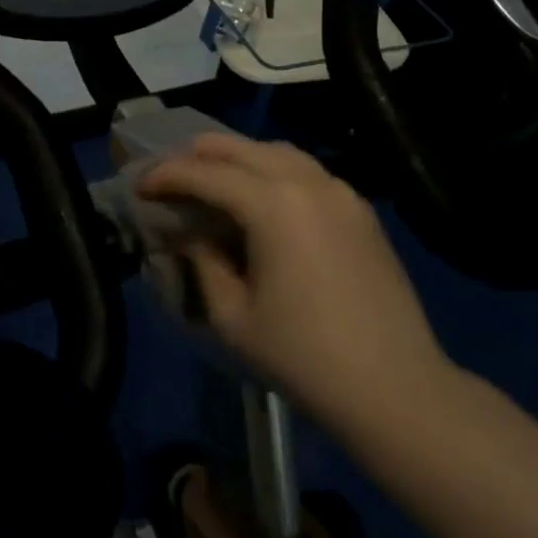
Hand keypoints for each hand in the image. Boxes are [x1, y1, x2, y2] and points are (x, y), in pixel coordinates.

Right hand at [139, 134, 454, 434]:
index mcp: (273, 204)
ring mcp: (340, 192)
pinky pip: (307, 171)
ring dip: (238, 158)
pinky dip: (273, 171)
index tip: (139, 186)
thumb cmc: (304, 357)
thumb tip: (188, 233)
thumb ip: (202, 260)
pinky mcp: (360, 210)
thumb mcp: (232, 315)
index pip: (205, 173)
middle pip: (240, 148)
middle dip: (197, 155)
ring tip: (212, 180)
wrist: (397, 390)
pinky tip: (261, 199)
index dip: (165, 176)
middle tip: (169, 176)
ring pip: (277, 151)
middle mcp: (308, 182)